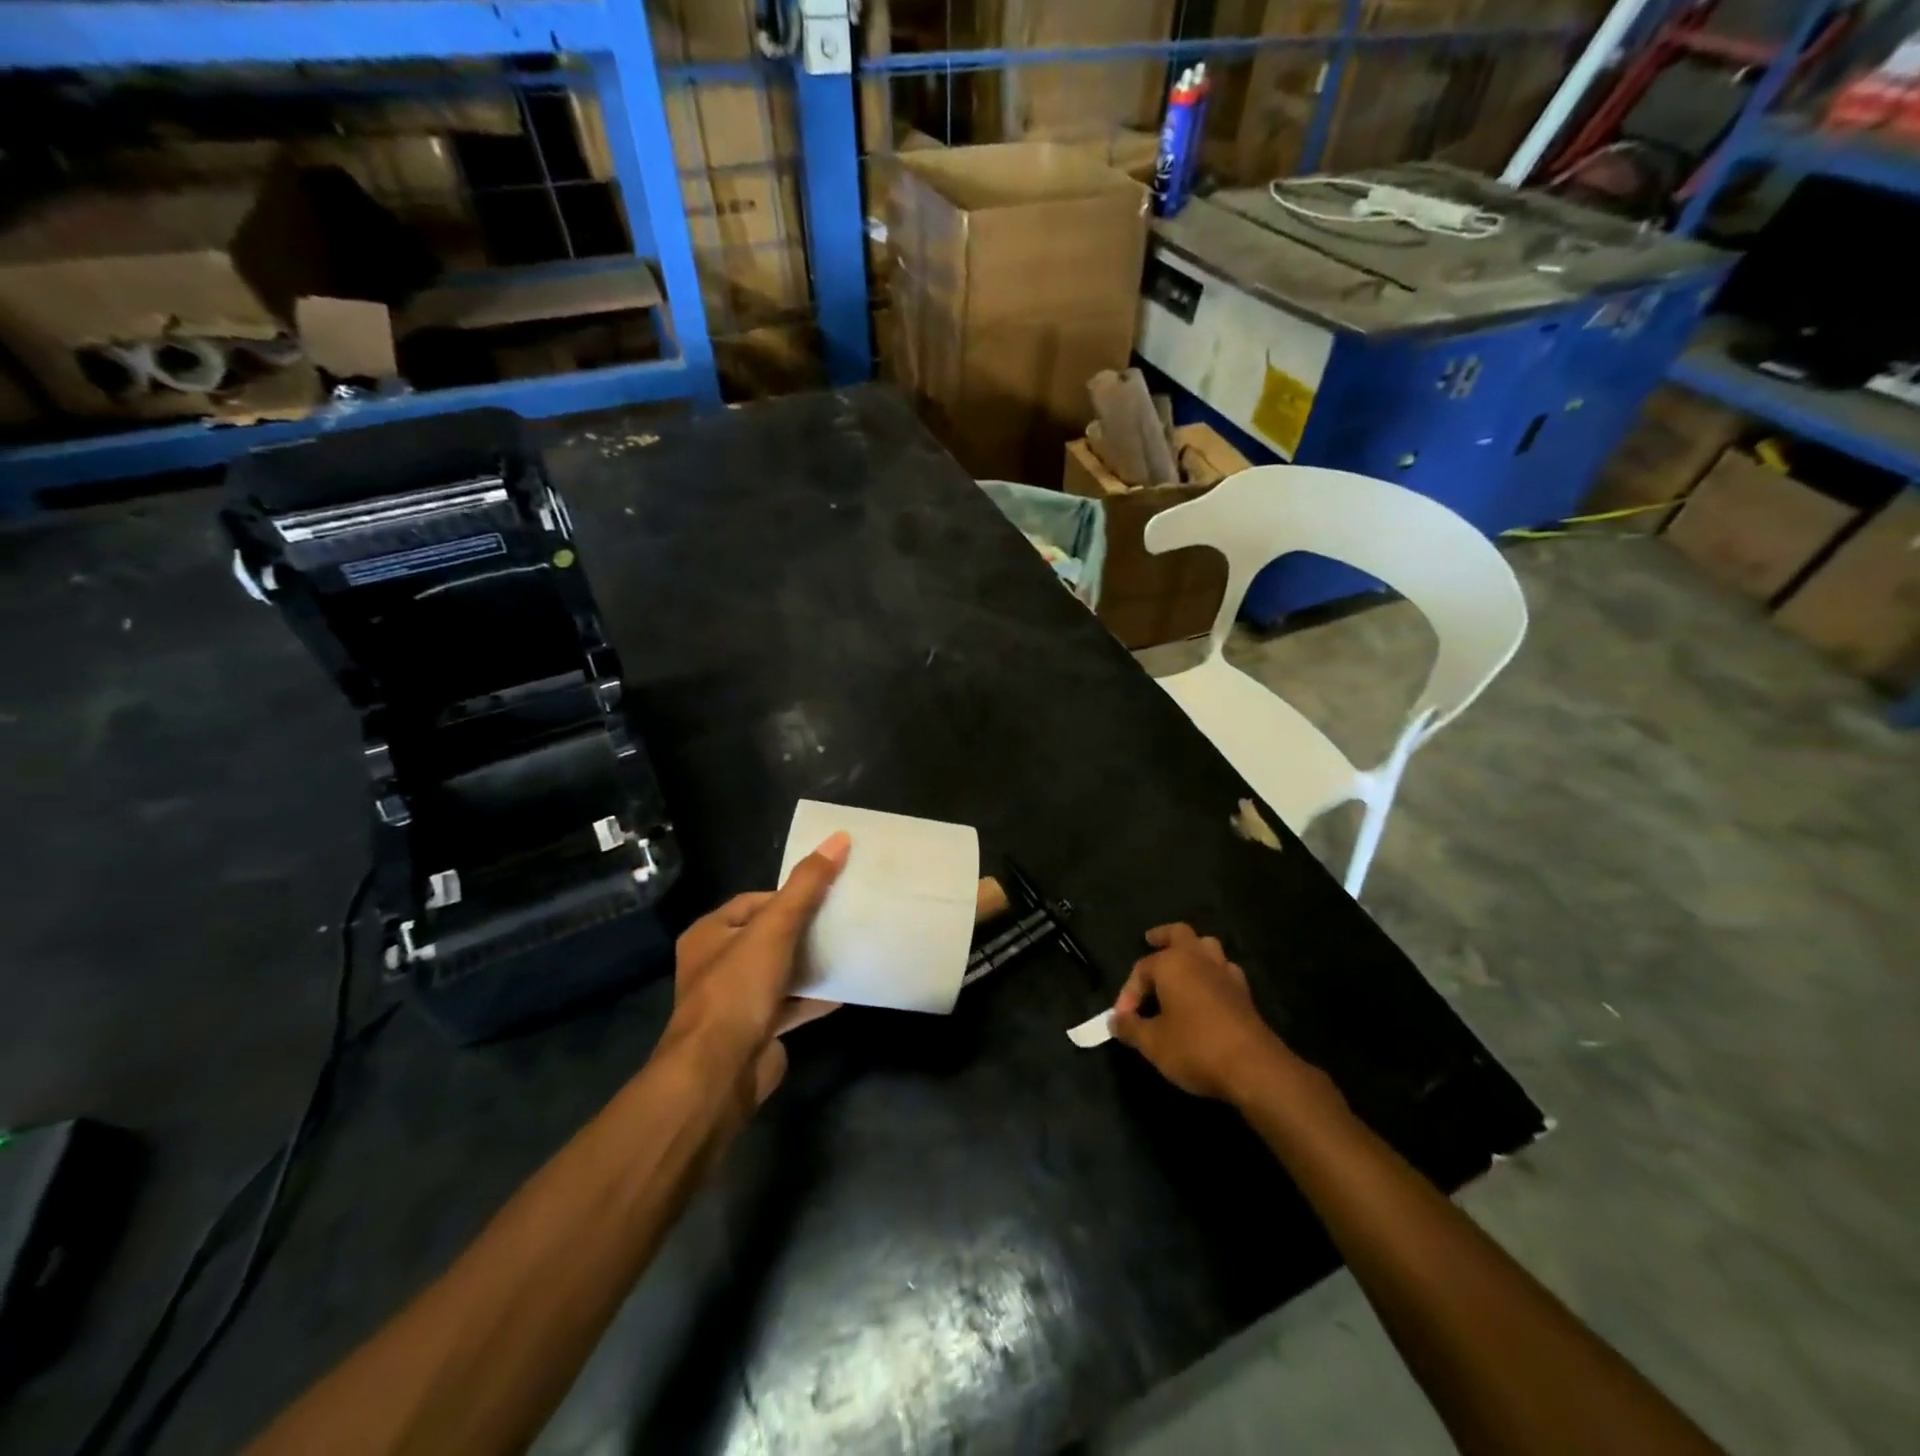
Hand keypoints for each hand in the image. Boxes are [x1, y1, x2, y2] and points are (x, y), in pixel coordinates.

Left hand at [663, 832, 849, 1107]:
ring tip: (846, 949)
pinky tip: (842, 990)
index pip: (754, 902)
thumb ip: (806, 886)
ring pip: (779, 971)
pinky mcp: (754, 1030)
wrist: (720, 1073)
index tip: (825, 896)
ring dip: (809, 963)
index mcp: (710, 934)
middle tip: (842, 921)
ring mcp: (734, 1001)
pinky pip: (788, 1004)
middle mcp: (716, 964)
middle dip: (804, 929)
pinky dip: (812, 997)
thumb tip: (839, 838)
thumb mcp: (775, 928)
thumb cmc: (739, 989)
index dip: (790, 896)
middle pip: (768, 936)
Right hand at [1111, 923, 1291, 1102]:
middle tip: (1151, 940)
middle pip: (1180, 934)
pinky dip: (1213, 973)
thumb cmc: (1195, 1048)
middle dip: (1163, 936)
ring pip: (1207, 947)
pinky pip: (1225, 970)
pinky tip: (1208, 990)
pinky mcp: (1245, 993)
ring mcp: (1226, 974)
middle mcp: (1199, 959)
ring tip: (1182, 963)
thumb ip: (1130, 1027)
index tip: (1122, 1020)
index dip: (1128, 993)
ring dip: (1193, 951)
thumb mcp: (1152, 1043)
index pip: (1141, 969)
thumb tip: (1114, 1020)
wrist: (1254, 1068)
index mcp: (1172, 963)